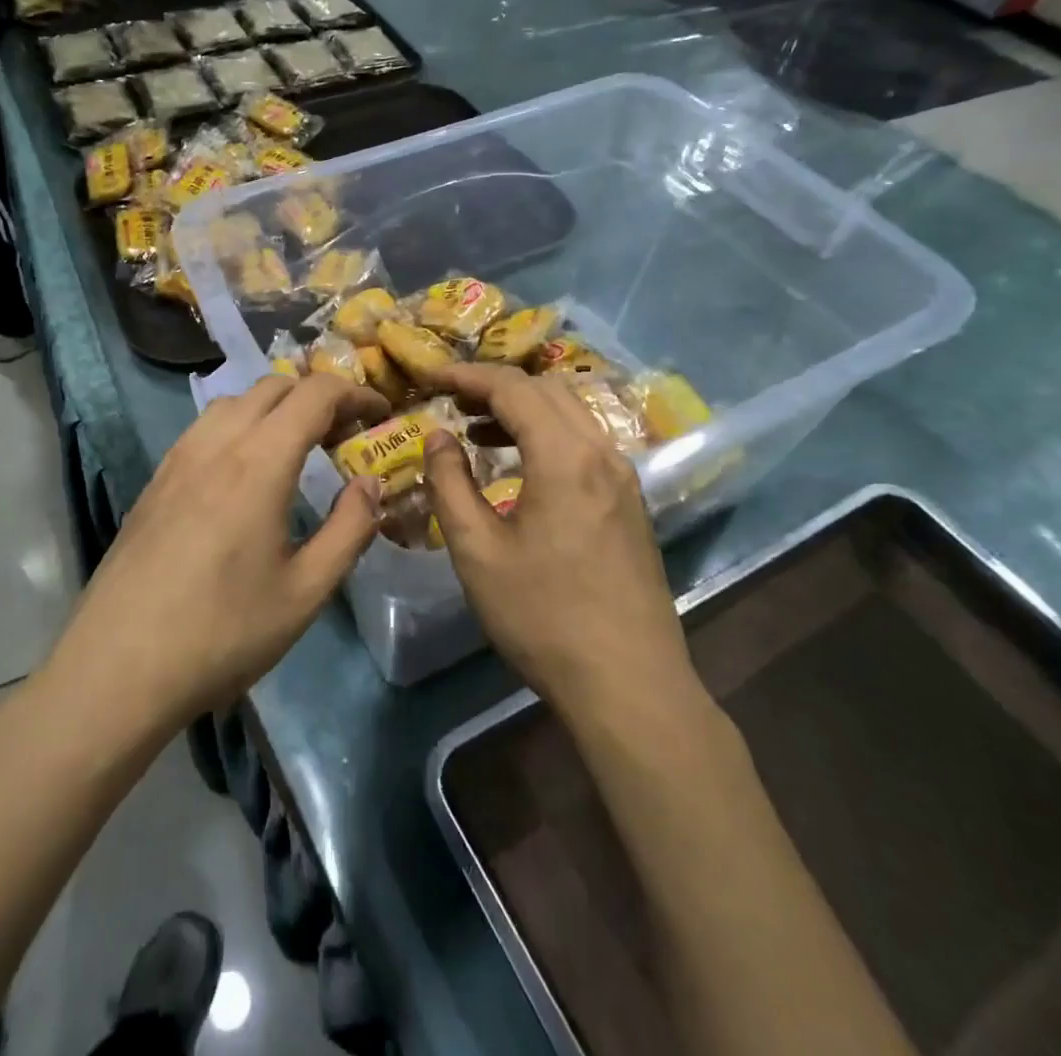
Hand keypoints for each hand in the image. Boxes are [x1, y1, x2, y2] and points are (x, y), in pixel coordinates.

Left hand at [58, 375, 389, 726]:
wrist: (117, 669)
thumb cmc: (222, 633)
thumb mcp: (305, 591)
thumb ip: (350, 529)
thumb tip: (371, 483)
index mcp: (259, 462)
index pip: (315, 394)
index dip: (355, 395)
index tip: (380, 415)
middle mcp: (216, 443)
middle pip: (273, 386)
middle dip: (317, 396)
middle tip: (343, 435)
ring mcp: (178, 458)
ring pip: (234, 401)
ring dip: (275, 407)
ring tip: (296, 447)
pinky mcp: (155, 481)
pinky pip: (205, 428)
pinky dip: (239, 425)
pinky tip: (244, 471)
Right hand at [421, 363, 695, 713]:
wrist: (630, 684)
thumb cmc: (543, 616)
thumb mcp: (477, 551)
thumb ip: (450, 484)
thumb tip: (437, 436)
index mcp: (564, 455)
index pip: (512, 387)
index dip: (467, 376)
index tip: (430, 377)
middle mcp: (601, 451)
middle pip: (546, 390)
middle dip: (495, 386)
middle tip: (451, 402)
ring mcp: (623, 476)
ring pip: (570, 413)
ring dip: (523, 409)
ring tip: (476, 429)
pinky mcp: (630, 502)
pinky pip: (585, 442)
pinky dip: (547, 435)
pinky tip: (520, 466)